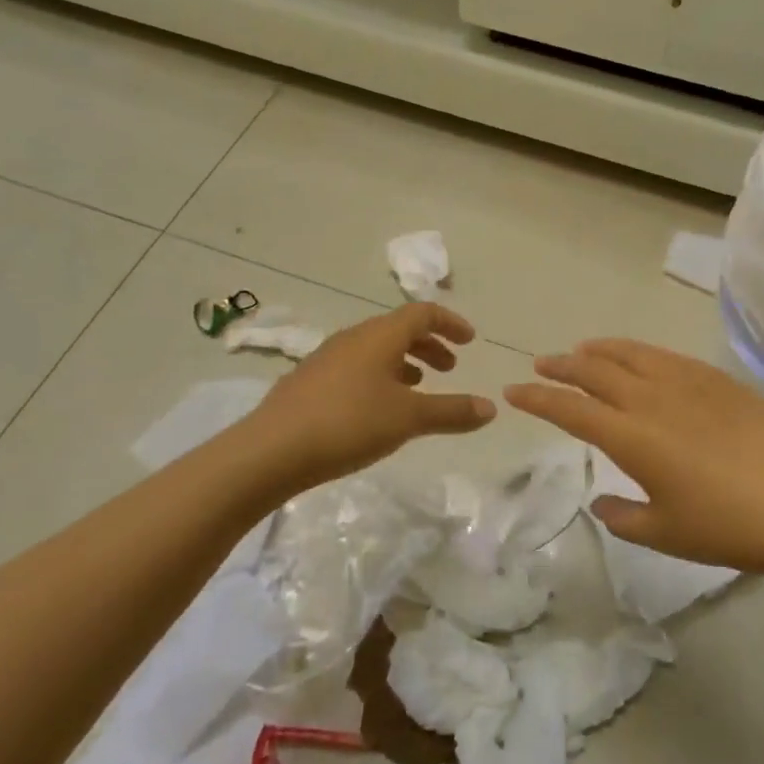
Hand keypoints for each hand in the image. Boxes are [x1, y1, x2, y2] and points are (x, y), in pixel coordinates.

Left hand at [245, 304, 496, 488]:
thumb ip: (452, 411)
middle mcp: (353, 338)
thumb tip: (491, 408)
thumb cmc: (349, 423)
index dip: (450, 323)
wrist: (272, 450)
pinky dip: (379, 378)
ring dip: (404, 363)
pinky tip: (378, 409)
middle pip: (398, 330)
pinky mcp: (310, 382)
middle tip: (449, 369)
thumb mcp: (409, 418)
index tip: (470, 341)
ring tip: (418, 389)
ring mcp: (326, 359)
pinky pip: (356, 368)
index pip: (422, 313)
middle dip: (429, 345)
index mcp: (379, 336)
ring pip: (375, 350)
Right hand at [505, 339, 763, 576]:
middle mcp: (652, 399)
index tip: (514, 392)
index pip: (570, 409)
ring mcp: (687, 383)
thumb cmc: (728, 527)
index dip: (537, 399)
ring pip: (630, 354)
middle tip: (541, 365)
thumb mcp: (665, 534)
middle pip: (594, 371)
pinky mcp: (718, 380)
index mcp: (631, 437)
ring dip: (598, 350)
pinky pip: (666, 356)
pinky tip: (638, 357)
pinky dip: (638, 351)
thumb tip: (602, 501)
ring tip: (581, 350)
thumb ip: (623, 516)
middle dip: (561, 366)